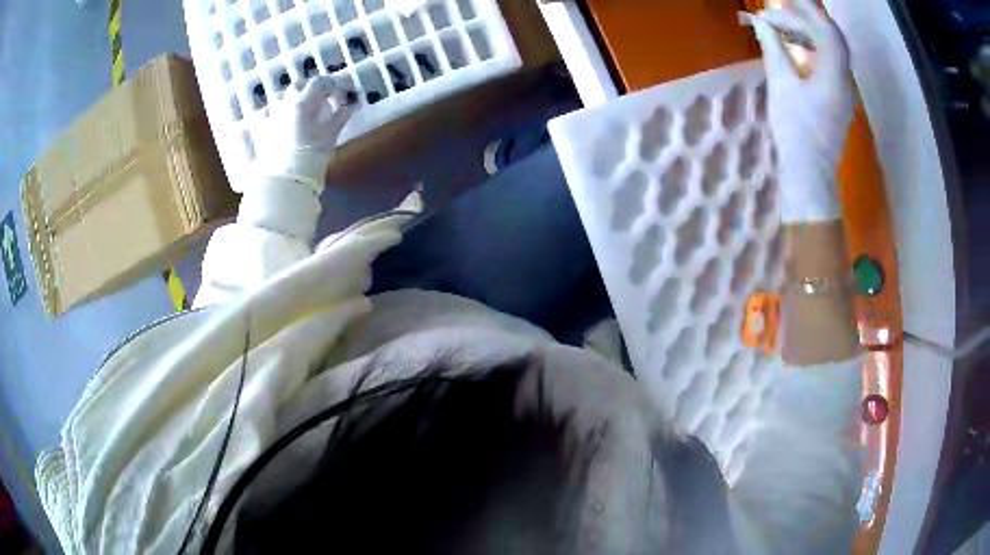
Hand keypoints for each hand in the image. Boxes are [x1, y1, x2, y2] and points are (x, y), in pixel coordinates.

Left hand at [252, 75, 355, 192]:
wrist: (283, 183)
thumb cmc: (309, 159)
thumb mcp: (329, 138)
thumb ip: (338, 118)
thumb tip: (348, 107)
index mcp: (301, 102)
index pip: (318, 82)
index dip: (332, 85)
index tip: (340, 93)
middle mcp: (284, 104)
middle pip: (297, 85)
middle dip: (310, 88)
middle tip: (322, 99)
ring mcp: (270, 117)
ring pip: (281, 98)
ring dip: (293, 99)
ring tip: (301, 111)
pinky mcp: (261, 131)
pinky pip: (266, 115)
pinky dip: (274, 114)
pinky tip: (278, 121)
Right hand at [745, 0, 852, 222]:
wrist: (810, 175)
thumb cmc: (795, 132)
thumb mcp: (781, 86)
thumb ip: (773, 49)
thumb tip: (761, 23)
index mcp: (834, 75)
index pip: (827, 31)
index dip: (808, 11)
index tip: (784, 1)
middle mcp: (844, 80)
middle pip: (831, 39)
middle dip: (804, 20)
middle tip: (775, 14)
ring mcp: (843, 90)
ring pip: (830, 51)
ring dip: (807, 34)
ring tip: (781, 28)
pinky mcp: (838, 98)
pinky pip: (829, 64)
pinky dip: (812, 50)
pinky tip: (795, 49)